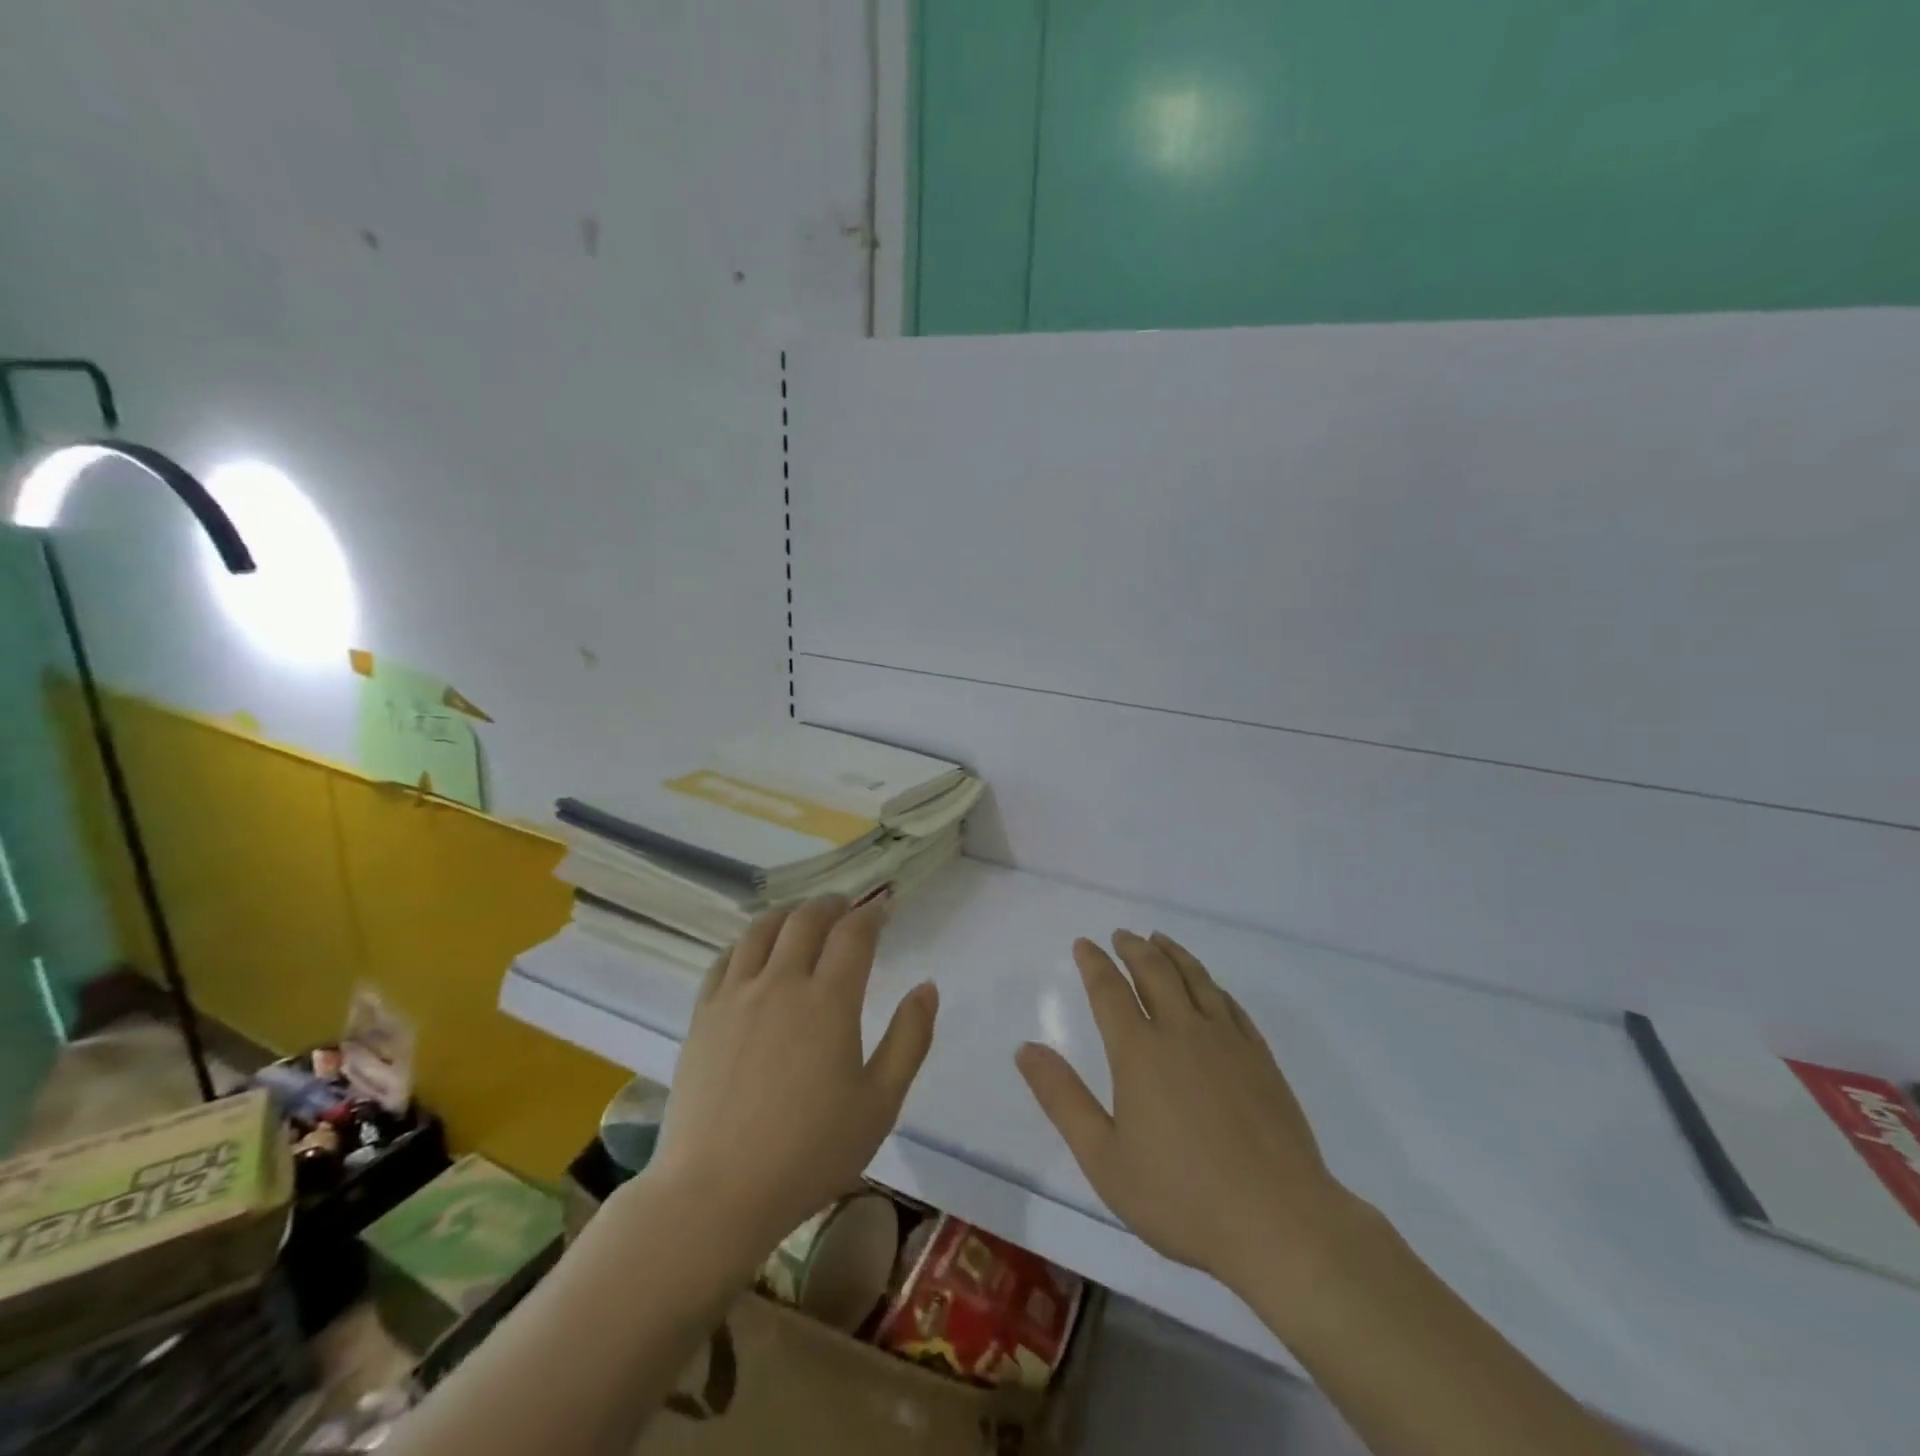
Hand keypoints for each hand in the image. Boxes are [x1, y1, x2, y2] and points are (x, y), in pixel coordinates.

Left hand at [645, 893, 937, 1258]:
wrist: (717, 1193)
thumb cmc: (810, 1152)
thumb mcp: (880, 1103)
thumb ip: (909, 1039)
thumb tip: (926, 987)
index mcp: (829, 1001)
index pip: (853, 934)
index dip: (871, 913)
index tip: (883, 907)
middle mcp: (781, 983)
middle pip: (806, 920)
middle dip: (831, 905)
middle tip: (846, 906)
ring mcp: (736, 995)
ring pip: (762, 930)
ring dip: (788, 914)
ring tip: (801, 917)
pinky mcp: (703, 1014)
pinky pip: (726, 959)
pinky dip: (747, 941)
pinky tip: (754, 951)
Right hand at [1016, 930, 1355, 1293]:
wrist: (1280, 1223)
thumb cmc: (1182, 1197)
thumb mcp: (1104, 1157)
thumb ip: (1062, 1098)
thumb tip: (1025, 1048)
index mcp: (1140, 1052)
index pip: (1110, 991)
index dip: (1094, 964)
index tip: (1084, 944)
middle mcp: (1182, 1032)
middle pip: (1154, 972)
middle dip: (1133, 949)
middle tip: (1121, 935)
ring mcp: (1227, 1041)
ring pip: (1195, 979)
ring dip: (1173, 954)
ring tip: (1159, 939)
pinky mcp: (1261, 1058)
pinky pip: (1230, 1004)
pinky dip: (1211, 984)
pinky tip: (1209, 986)